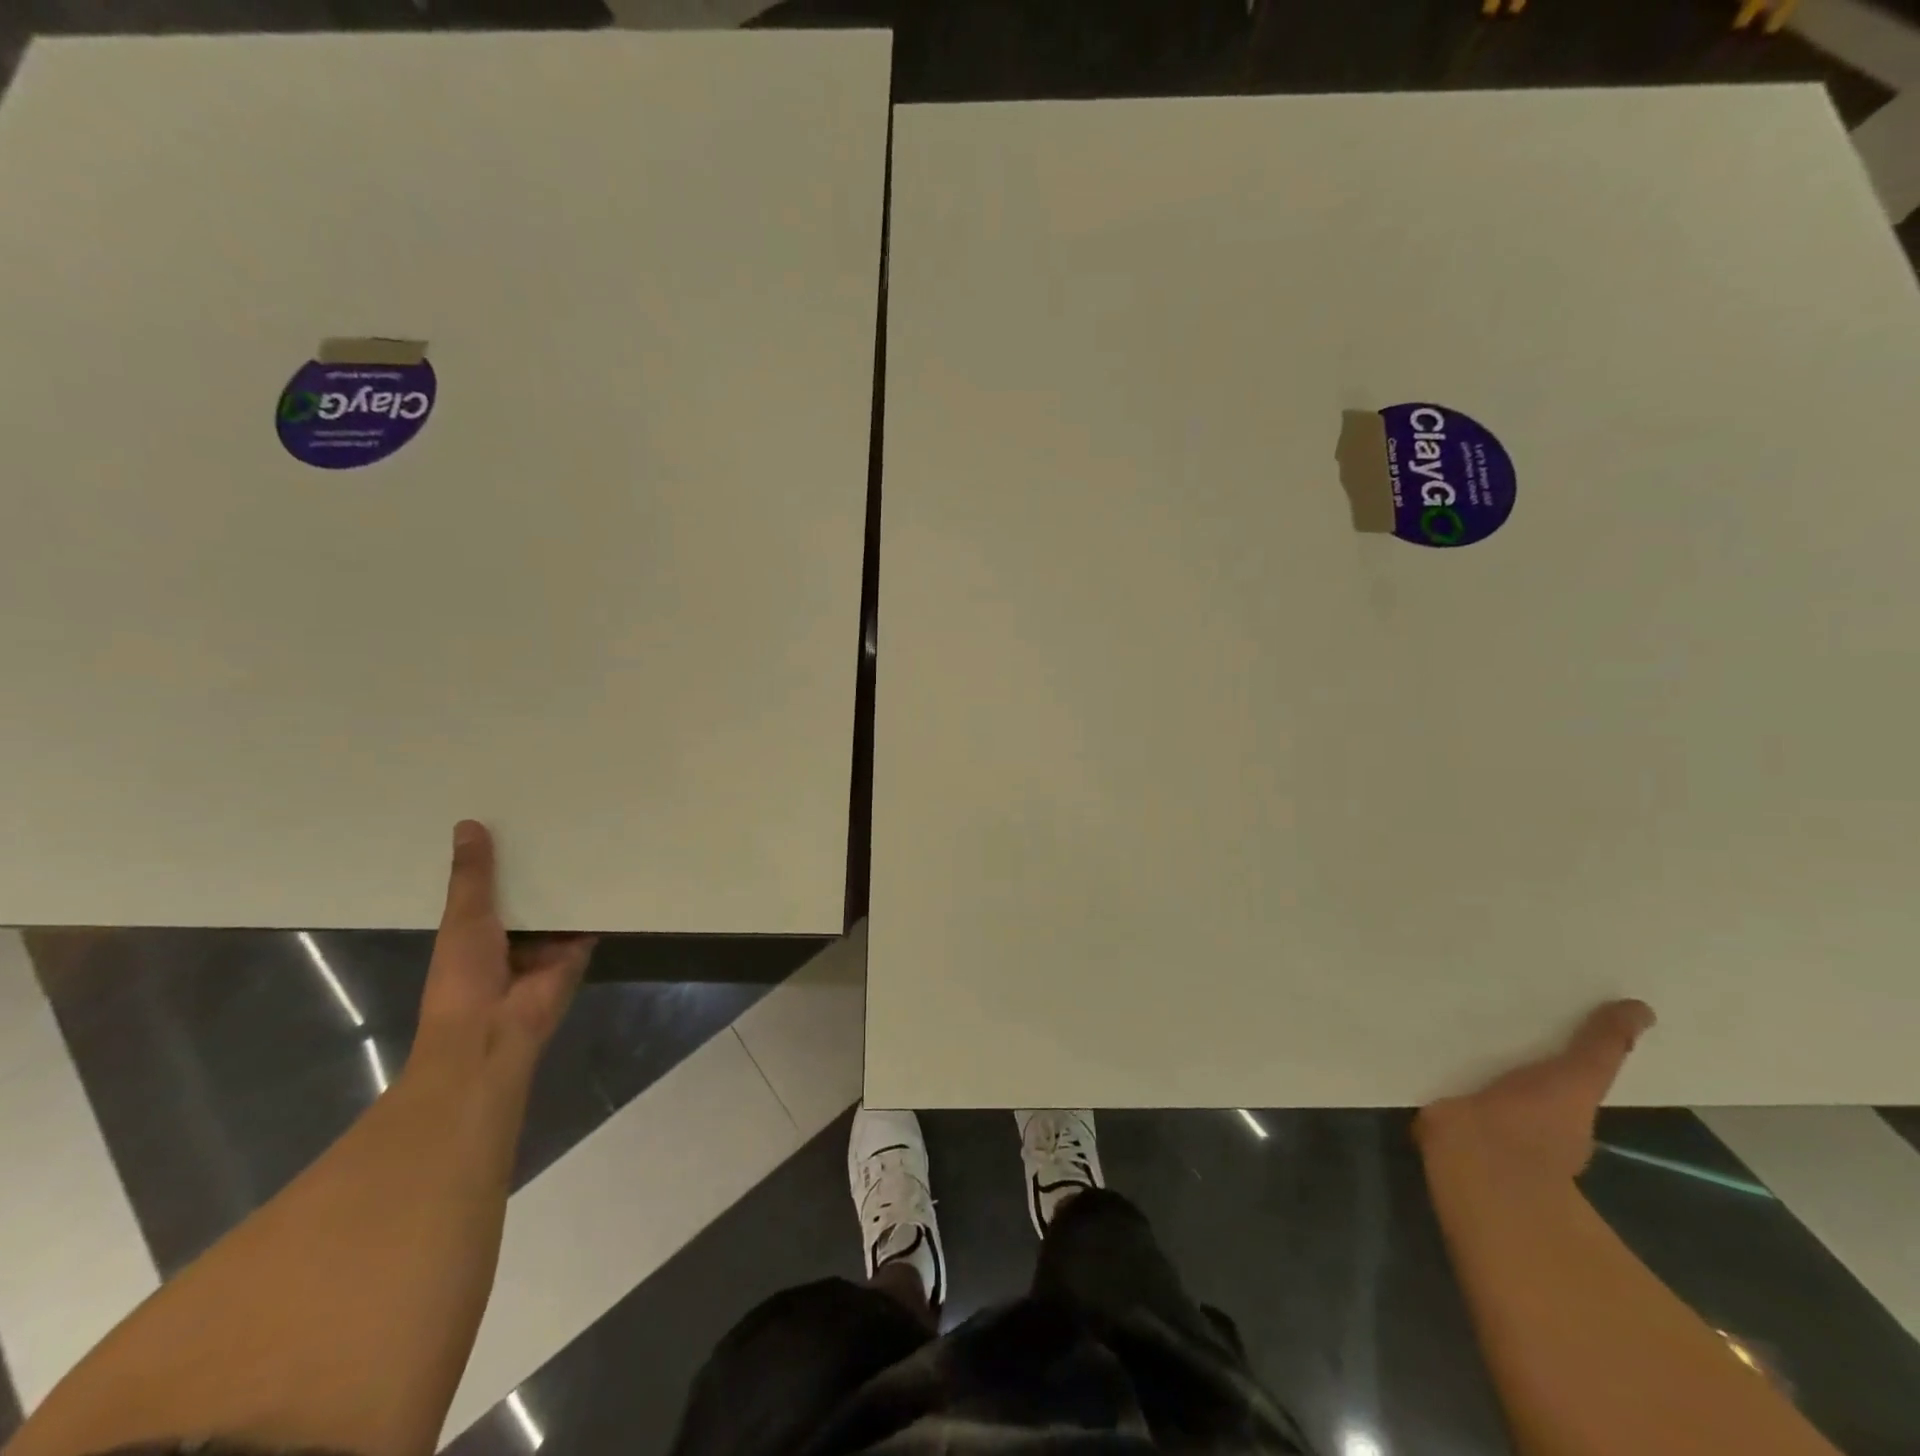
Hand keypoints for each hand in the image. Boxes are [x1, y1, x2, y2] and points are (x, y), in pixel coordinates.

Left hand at [415, 820, 594, 1076]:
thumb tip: (468, 823)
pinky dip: (599, 901)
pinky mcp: (577, 950)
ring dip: (570, 878)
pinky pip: (589, 921)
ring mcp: (546, 944)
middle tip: (559, 815)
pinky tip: (613, 865)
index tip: (512, 817)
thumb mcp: (463, 918)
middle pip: (529, 891)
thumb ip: (472, 875)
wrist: (493, 1031)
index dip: (499, 855)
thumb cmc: (463, 976)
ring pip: (560, 904)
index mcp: (474, 928)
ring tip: (589, 830)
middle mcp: (511, 934)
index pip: (490, 884)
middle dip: (540, 863)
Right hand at [1418, 1000, 1655, 1181]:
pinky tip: (1418, 1024)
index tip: (1539, 1005)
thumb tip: (1643, 1009)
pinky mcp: (1440, 1107)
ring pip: (1473, 1070)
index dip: (1552, 1043)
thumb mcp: (1578, 1077)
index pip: (1560, 1071)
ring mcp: (1479, 1115)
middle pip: (1514, 1068)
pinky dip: (1431, 1055)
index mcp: (1561, 1112)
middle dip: (1502, 1039)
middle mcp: (1523, 1114)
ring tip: (1444, 999)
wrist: (1477, 1154)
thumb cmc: (1536, 1121)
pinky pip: (1437, 1074)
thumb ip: (1603, 1047)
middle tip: (1485, 993)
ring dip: (1462, 1045)